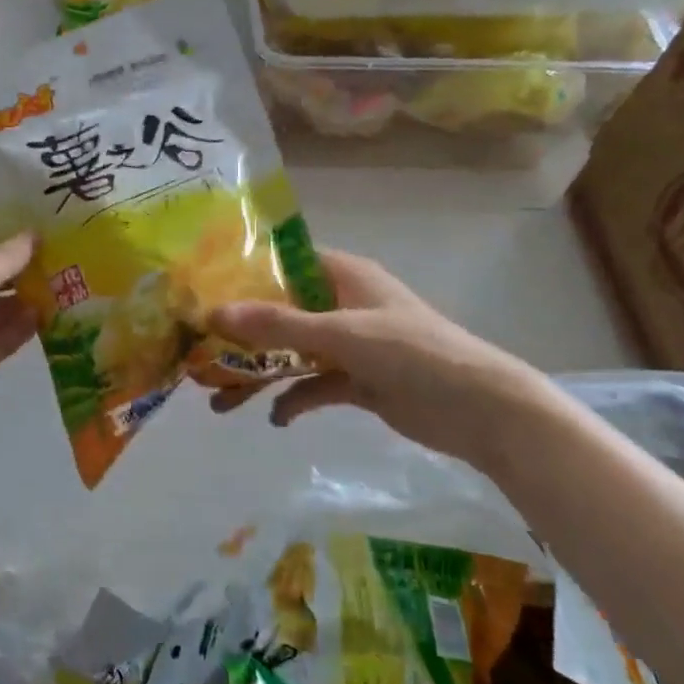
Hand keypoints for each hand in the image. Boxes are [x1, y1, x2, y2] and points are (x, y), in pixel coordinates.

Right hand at [208, 248, 554, 470]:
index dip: (244, 275)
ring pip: (293, 354)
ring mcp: (352, 345)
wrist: (482, 411)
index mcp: (345, 276)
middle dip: (243, 337)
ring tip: (220, 401)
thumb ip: (278, 325)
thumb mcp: (341, 334)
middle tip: (201, 355)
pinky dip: (294, 400)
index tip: (202, 293)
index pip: (285, 264)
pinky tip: (276, 419)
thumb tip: (214, 313)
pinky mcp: (359, 381)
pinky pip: (314, 386)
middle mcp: (344, 305)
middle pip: (281, 314)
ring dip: (261, 375)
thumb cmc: (413, 353)